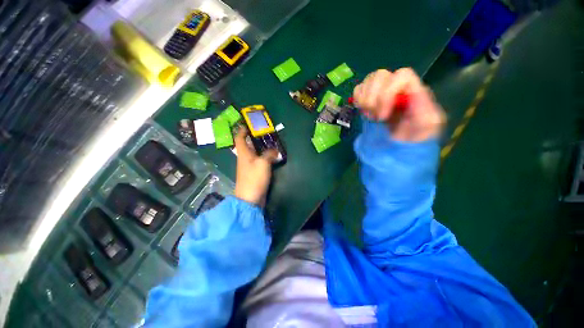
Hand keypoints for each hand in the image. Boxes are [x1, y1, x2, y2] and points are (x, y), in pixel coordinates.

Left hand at [234, 128, 277, 205]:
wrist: (250, 198)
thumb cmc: (254, 178)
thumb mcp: (263, 163)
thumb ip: (269, 154)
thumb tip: (275, 150)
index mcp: (243, 154)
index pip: (239, 138)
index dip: (242, 130)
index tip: (248, 125)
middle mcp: (245, 158)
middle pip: (248, 145)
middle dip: (255, 138)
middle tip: (265, 133)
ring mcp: (250, 166)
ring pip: (255, 153)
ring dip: (261, 148)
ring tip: (271, 143)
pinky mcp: (255, 173)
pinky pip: (259, 161)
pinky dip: (265, 157)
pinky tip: (272, 156)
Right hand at [353, 68, 444, 141]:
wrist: (402, 143)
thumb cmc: (415, 136)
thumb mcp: (428, 125)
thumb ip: (424, 107)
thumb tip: (408, 94)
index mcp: (414, 89)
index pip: (401, 76)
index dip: (388, 93)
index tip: (383, 116)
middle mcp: (397, 85)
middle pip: (381, 75)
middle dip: (373, 99)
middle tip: (376, 118)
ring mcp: (381, 90)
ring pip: (368, 81)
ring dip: (364, 101)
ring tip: (370, 115)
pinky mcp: (368, 97)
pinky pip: (358, 89)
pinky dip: (358, 100)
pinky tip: (364, 111)